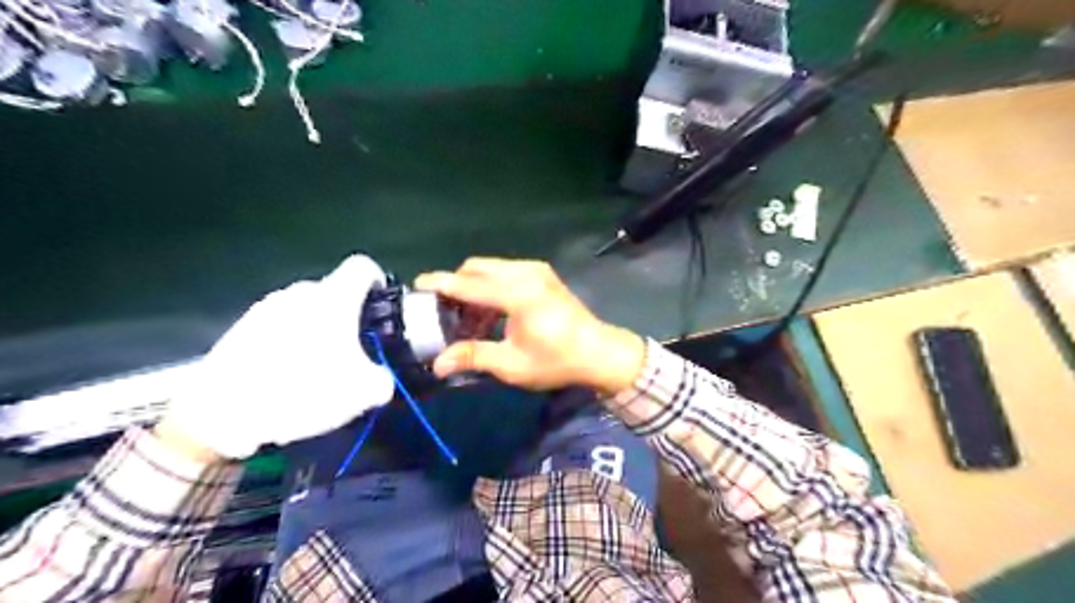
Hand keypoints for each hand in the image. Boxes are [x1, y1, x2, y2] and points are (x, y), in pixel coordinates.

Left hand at [169, 253, 396, 455]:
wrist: (222, 414)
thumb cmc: (304, 390)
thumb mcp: (364, 392)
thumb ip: (384, 377)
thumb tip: (382, 377)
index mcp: (335, 297)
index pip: (363, 266)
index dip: (377, 280)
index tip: (382, 305)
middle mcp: (301, 292)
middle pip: (335, 290)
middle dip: (348, 313)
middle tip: (353, 346)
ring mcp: (267, 306)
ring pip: (306, 307)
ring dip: (318, 326)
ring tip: (318, 363)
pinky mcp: (242, 326)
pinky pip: (279, 323)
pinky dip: (290, 339)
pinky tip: (286, 372)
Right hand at [416, 257, 639, 393]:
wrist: (599, 352)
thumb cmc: (557, 360)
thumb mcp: (512, 364)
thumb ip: (473, 356)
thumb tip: (438, 365)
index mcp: (518, 293)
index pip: (468, 283)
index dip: (440, 284)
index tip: (417, 285)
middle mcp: (525, 273)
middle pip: (476, 268)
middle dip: (456, 286)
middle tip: (446, 313)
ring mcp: (536, 270)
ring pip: (490, 268)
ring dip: (474, 287)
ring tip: (469, 320)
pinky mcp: (542, 274)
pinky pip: (505, 271)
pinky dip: (491, 286)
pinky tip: (491, 313)